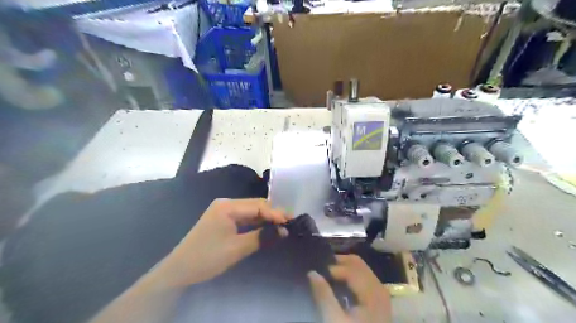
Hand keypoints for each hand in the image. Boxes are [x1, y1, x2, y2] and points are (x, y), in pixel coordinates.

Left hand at [163, 198, 287, 285]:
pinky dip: (256, 223)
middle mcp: (226, 204)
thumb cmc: (207, 257)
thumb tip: (284, 231)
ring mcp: (223, 212)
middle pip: (255, 206)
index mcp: (227, 206)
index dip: (275, 213)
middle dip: (272, 214)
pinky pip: (244, 218)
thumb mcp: (237, 248)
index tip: (291, 221)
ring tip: (282, 224)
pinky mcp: (222, 220)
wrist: (179, 270)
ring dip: (265, 218)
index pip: (258, 206)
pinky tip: (266, 228)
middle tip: (290, 222)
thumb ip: (261, 237)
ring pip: (250, 212)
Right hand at [310, 255, 391, 322]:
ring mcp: (380, 292)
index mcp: (372, 292)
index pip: (350, 269)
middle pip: (357, 263)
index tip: (316, 273)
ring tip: (327, 275)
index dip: (332, 268)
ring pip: (360, 268)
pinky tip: (338, 283)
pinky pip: (363, 277)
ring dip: (343, 268)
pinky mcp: (377, 298)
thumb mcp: (335, 321)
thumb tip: (312, 273)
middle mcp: (379, 287)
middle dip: (337, 262)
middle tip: (320, 268)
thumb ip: (324, 296)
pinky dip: (349, 275)